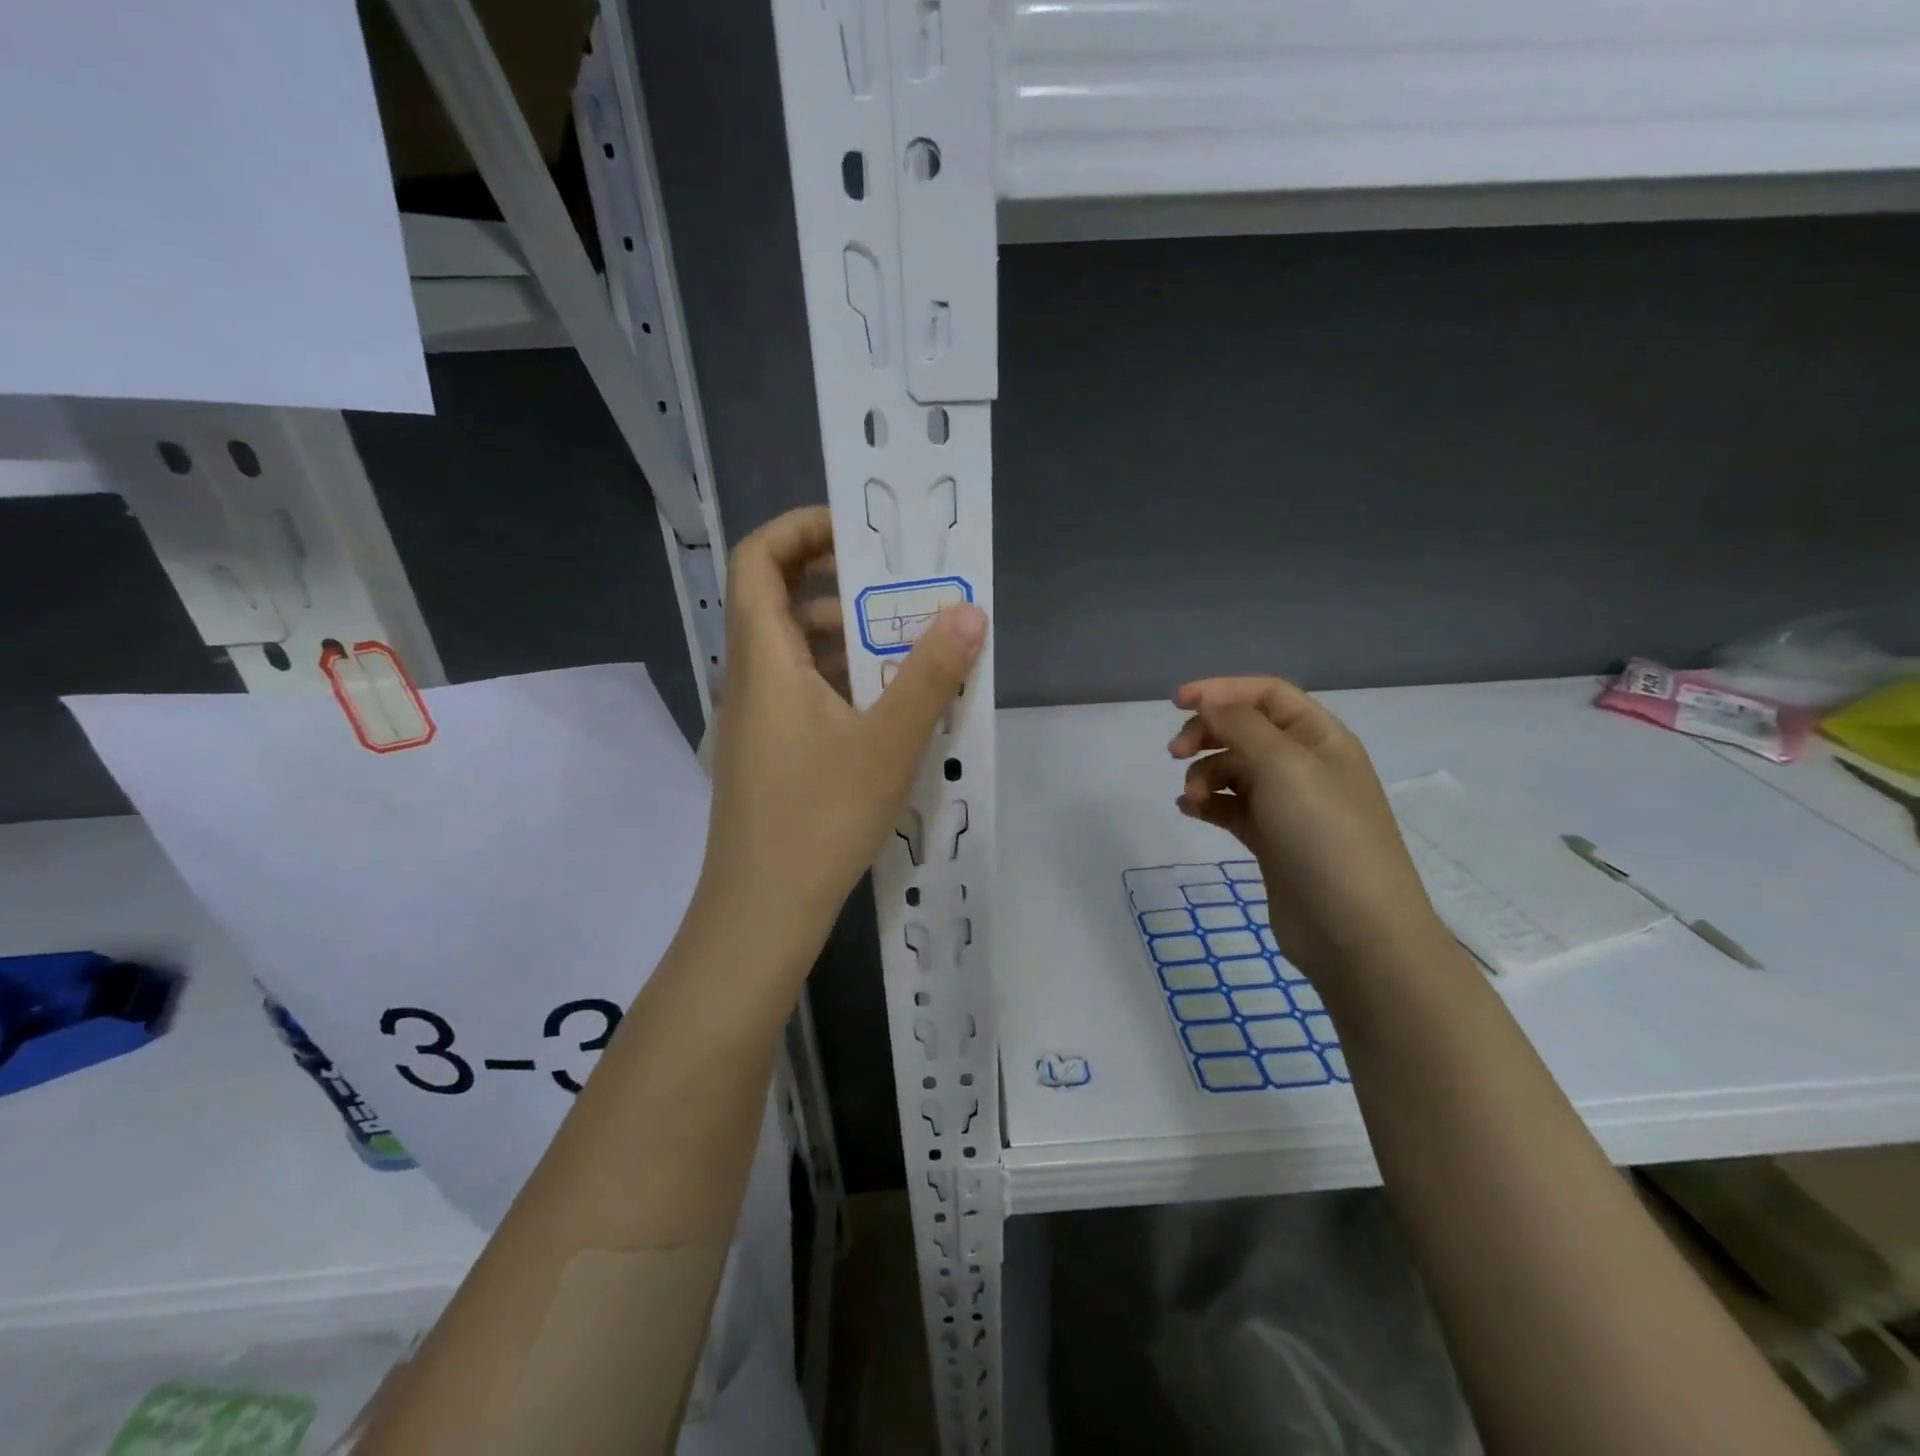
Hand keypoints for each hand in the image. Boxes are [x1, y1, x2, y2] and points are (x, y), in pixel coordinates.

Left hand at [698, 507, 986, 951]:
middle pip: (778, 599)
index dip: (801, 528)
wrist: (762, 911)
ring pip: (794, 649)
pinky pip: (802, 690)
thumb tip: (970, 611)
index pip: (759, 558)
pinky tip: (887, 707)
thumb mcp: (887, 742)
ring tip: (907, 647)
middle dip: (839, 583)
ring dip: (846, 636)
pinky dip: (841, 679)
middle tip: (900, 589)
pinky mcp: (769, 751)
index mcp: (763, 656)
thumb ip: (930, 674)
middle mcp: (749, 676)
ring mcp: (755, 717)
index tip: (860, 532)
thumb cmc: (819, 818)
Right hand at [1169, 676, 1447, 978]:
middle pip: (1246, 730)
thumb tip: (1209, 699)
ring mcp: (1290, 806)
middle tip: (1175, 753)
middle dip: (1207, 734)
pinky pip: (1232, 808)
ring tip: (1192, 799)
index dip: (1221, 690)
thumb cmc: (1324, 836)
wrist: (1355, 931)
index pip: (1267, 695)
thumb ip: (1241, 725)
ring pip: (1235, 771)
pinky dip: (1209, 804)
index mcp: (1321, 738)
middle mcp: (1307, 766)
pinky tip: (1190, 811)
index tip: (1176, 702)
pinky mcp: (1273, 841)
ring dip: (1205, 775)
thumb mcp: (1284, 766)